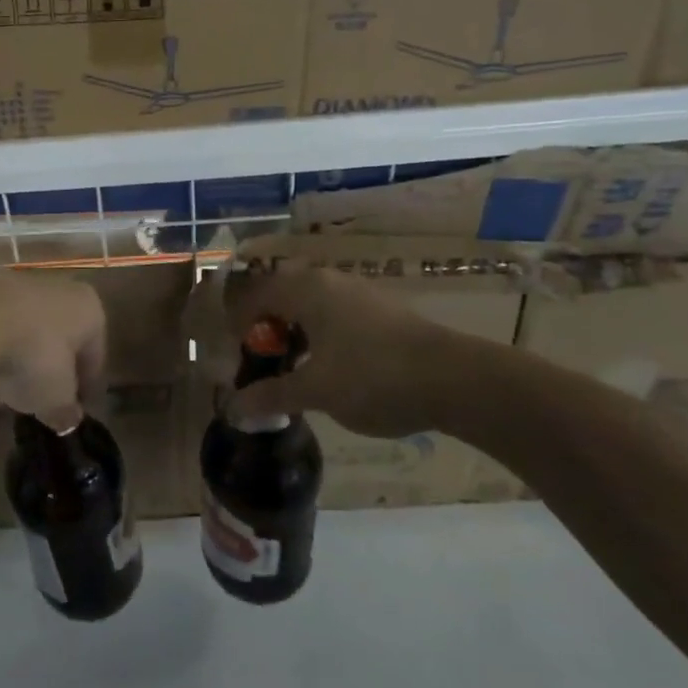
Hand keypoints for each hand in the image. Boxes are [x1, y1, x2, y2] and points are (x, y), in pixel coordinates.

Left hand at [0, 260, 105, 426]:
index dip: (86, 386)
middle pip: (55, 335)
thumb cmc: (28, 356)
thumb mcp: (53, 397)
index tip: (75, 410)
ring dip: (12, 355)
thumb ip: (65, 410)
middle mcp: (55, 285)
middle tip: (35, 401)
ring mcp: (11, 279)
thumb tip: (68, 418)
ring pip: (19, 325)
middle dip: (45, 368)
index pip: (94, 353)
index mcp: (87, 308)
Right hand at [223, 262, 458, 439]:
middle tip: (263, 367)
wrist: (456, 379)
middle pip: (280, 297)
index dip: (238, 326)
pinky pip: (335, 315)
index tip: (237, 361)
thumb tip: (231, 408)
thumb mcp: (316, 391)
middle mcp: (327, 280)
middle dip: (266, 331)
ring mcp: (357, 292)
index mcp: (304, 289)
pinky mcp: (381, 310)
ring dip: (294, 335)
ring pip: (309, 306)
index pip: (253, 295)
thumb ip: (271, 395)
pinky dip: (320, 337)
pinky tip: (331, 370)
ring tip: (295, 373)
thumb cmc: (373, 376)